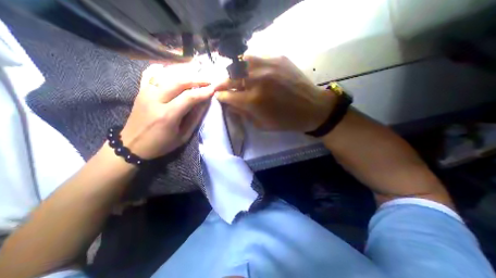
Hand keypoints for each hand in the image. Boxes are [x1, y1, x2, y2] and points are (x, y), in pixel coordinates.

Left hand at [121, 63, 214, 158]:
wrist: (131, 145)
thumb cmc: (161, 144)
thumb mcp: (183, 136)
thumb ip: (194, 119)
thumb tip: (204, 103)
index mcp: (167, 115)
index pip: (189, 97)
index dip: (203, 92)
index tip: (213, 89)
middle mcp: (155, 100)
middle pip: (178, 82)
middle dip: (196, 79)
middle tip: (208, 80)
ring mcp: (145, 93)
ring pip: (167, 76)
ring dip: (185, 75)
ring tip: (197, 76)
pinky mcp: (140, 91)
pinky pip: (154, 75)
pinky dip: (167, 72)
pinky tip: (176, 72)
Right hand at [215, 56, 334, 131]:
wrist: (312, 108)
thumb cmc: (286, 121)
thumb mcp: (261, 124)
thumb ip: (243, 114)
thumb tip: (229, 105)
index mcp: (253, 100)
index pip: (227, 95)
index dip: (220, 96)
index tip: (219, 96)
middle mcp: (257, 80)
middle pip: (230, 76)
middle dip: (222, 82)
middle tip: (221, 86)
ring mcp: (268, 65)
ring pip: (240, 61)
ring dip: (234, 70)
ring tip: (236, 76)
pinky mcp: (278, 57)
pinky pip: (256, 56)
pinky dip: (249, 64)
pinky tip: (252, 71)